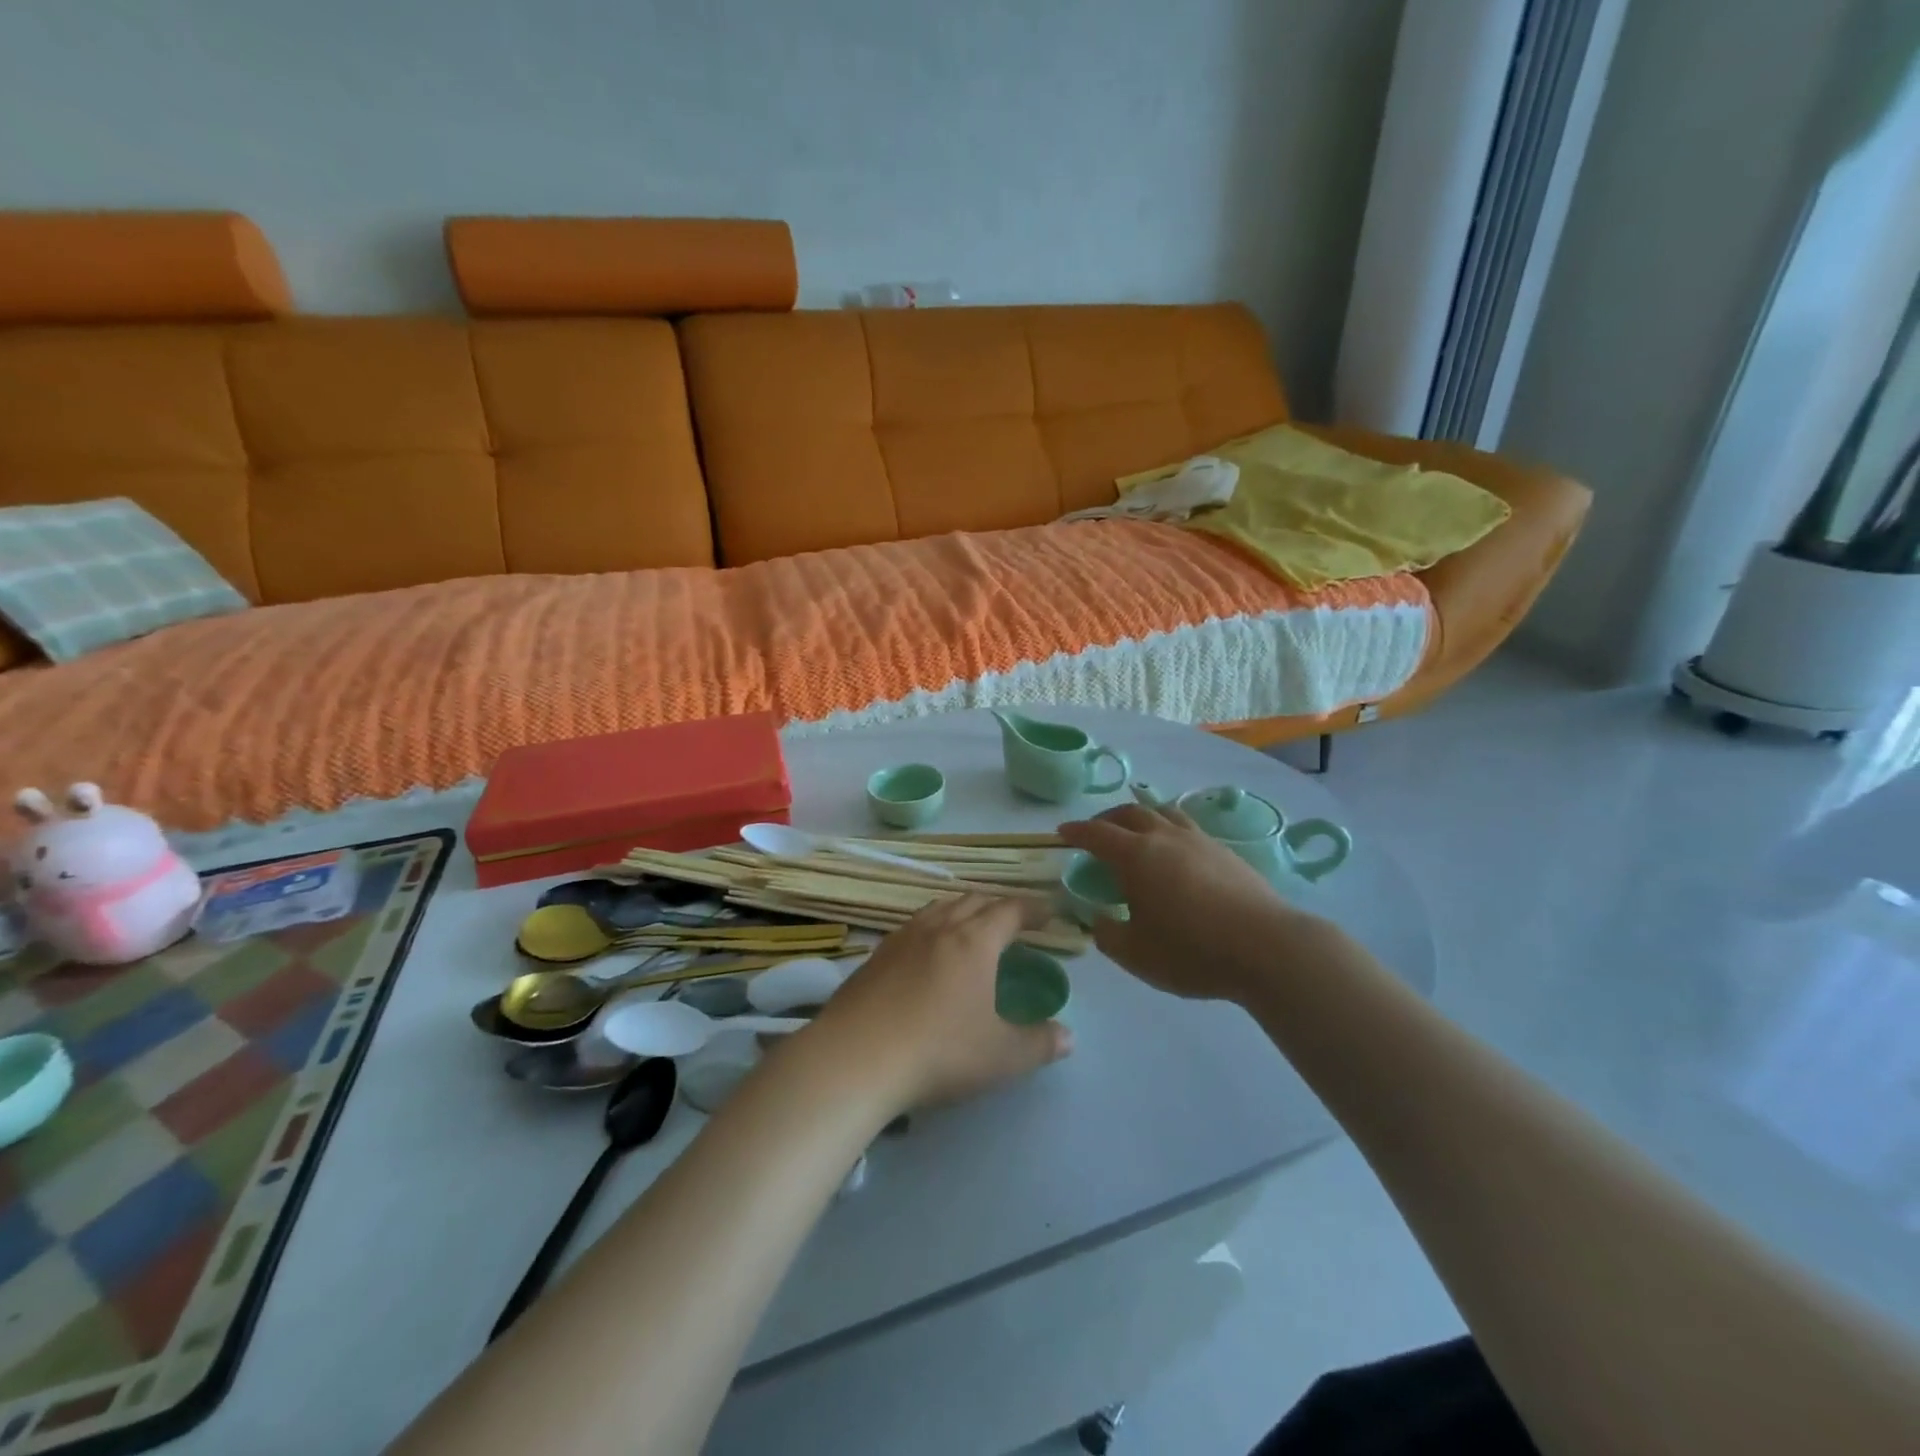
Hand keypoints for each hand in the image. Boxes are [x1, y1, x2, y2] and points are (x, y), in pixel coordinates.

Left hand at [807, 895, 1071, 1111]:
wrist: (856, 1059)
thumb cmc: (939, 1052)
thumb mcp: (1001, 1057)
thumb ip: (1039, 1044)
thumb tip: (1068, 1036)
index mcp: (974, 942)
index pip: (1010, 911)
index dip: (1032, 908)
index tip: (1048, 912)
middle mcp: (939, 928)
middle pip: (973, 902)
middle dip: (998, 906)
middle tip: (1013, 920)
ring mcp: (902, 939)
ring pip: (938, 908)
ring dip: (961, 910)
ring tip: (970, 925)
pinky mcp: (875, 956)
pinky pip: (912, 926)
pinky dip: (931, 926)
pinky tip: (926, 951)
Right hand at [1059, 804, 1327, 1002]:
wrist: (1267, 948)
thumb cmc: (1192, 951)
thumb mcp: (1135, 954)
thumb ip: (1107, 934)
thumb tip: (1099, 919)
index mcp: (1135, 856)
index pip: (1097, 834)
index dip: (1076, 832)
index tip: (1062, 833)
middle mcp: (1164, 837)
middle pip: (1130, 812)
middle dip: (1106, 818)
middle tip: (1096, 831)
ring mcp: (1199, 840)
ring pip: (1163, 812)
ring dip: (1141, 816)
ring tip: (1136, 831)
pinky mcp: (1225, 852)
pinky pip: (1187, 827)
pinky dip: (1169, 829)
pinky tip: (1174, 852)